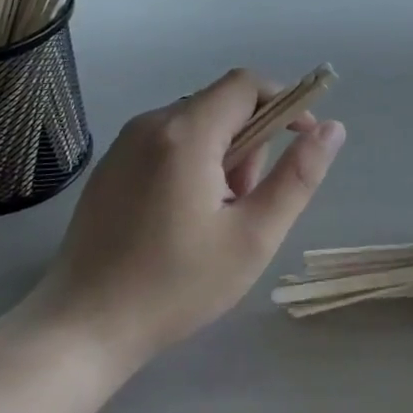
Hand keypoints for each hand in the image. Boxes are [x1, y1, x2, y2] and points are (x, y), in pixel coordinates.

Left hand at [30, 69, 345, 365]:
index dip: (285, 103)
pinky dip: (192, 164)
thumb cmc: (175, 285)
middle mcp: (151, 123)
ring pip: (196, 124)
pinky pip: (168, 142)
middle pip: (222, 106)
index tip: (302, 144)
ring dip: (223, 157)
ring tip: (215, 218)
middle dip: (251, 144)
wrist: (81, 328)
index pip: (248, 84)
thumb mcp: (253, 236)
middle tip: (246, 204)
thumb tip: (332, 129)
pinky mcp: (111, 165)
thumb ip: (298, 177)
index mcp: (186, 133)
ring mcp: (124, 143)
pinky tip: (181, 219)